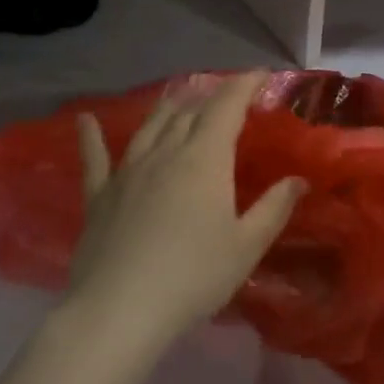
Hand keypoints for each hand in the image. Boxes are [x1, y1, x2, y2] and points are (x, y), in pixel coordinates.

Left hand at [68, 72, 305, 350]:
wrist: (120, 309)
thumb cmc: (194, 276)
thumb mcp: (246, 246)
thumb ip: (274, 208)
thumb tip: (298, 180)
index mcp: (204, 159)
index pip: (226, 107)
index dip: (244, 85)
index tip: (260, 74)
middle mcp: (165, 152)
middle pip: (189, 112)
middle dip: (211, 98)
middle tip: (227, 96)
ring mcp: (127, 171)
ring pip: (150, 126)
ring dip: (168, 108)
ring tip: (180, 97)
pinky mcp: (100, 195)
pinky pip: (95, 158)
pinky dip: (90, 136)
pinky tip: (85, 120)